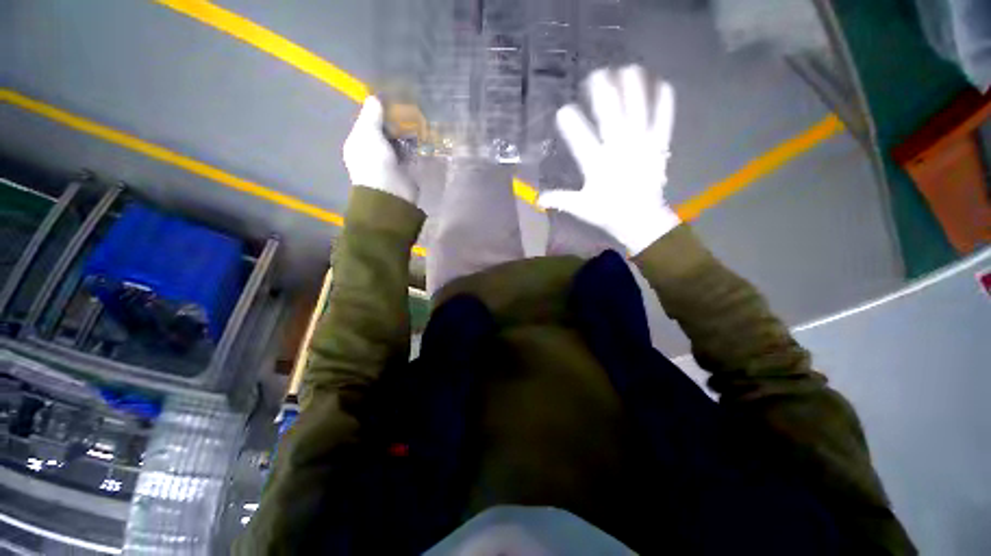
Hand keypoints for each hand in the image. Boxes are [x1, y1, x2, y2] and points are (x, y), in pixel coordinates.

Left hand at [342, 96, 417, 203]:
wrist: (390, 192)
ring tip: (418, 122)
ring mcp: (389, 162)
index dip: (378, 112)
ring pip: (398, 143)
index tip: (393, 102)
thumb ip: (372, 115)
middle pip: (384, 132)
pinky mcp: (404, 170)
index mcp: (359, 142)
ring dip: (406, 135)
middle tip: (409, 111)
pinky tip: (422, 138)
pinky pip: (409, 154)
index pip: (368, 123)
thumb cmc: (374, 161)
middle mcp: (373, 152)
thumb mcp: (368, 133)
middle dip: (395, 123)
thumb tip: (375, 97)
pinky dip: (414, 147)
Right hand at [538, 65, 680, 254]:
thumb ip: (560, 199)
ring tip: (628, 69)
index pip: (580, 139)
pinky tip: (663, 84)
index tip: (563, 110)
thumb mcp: (581, 207)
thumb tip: (538, 199)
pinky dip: (664, 102)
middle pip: (610, 115)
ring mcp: (641, 145)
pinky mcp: (658, 146)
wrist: (640, 219)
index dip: (570, 123)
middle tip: (597, 74)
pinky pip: (663, 120)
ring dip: (633, 89)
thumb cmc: (608, 212)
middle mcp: (618, 149)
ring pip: (637, 111)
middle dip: (602, 93)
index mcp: (597, 164)